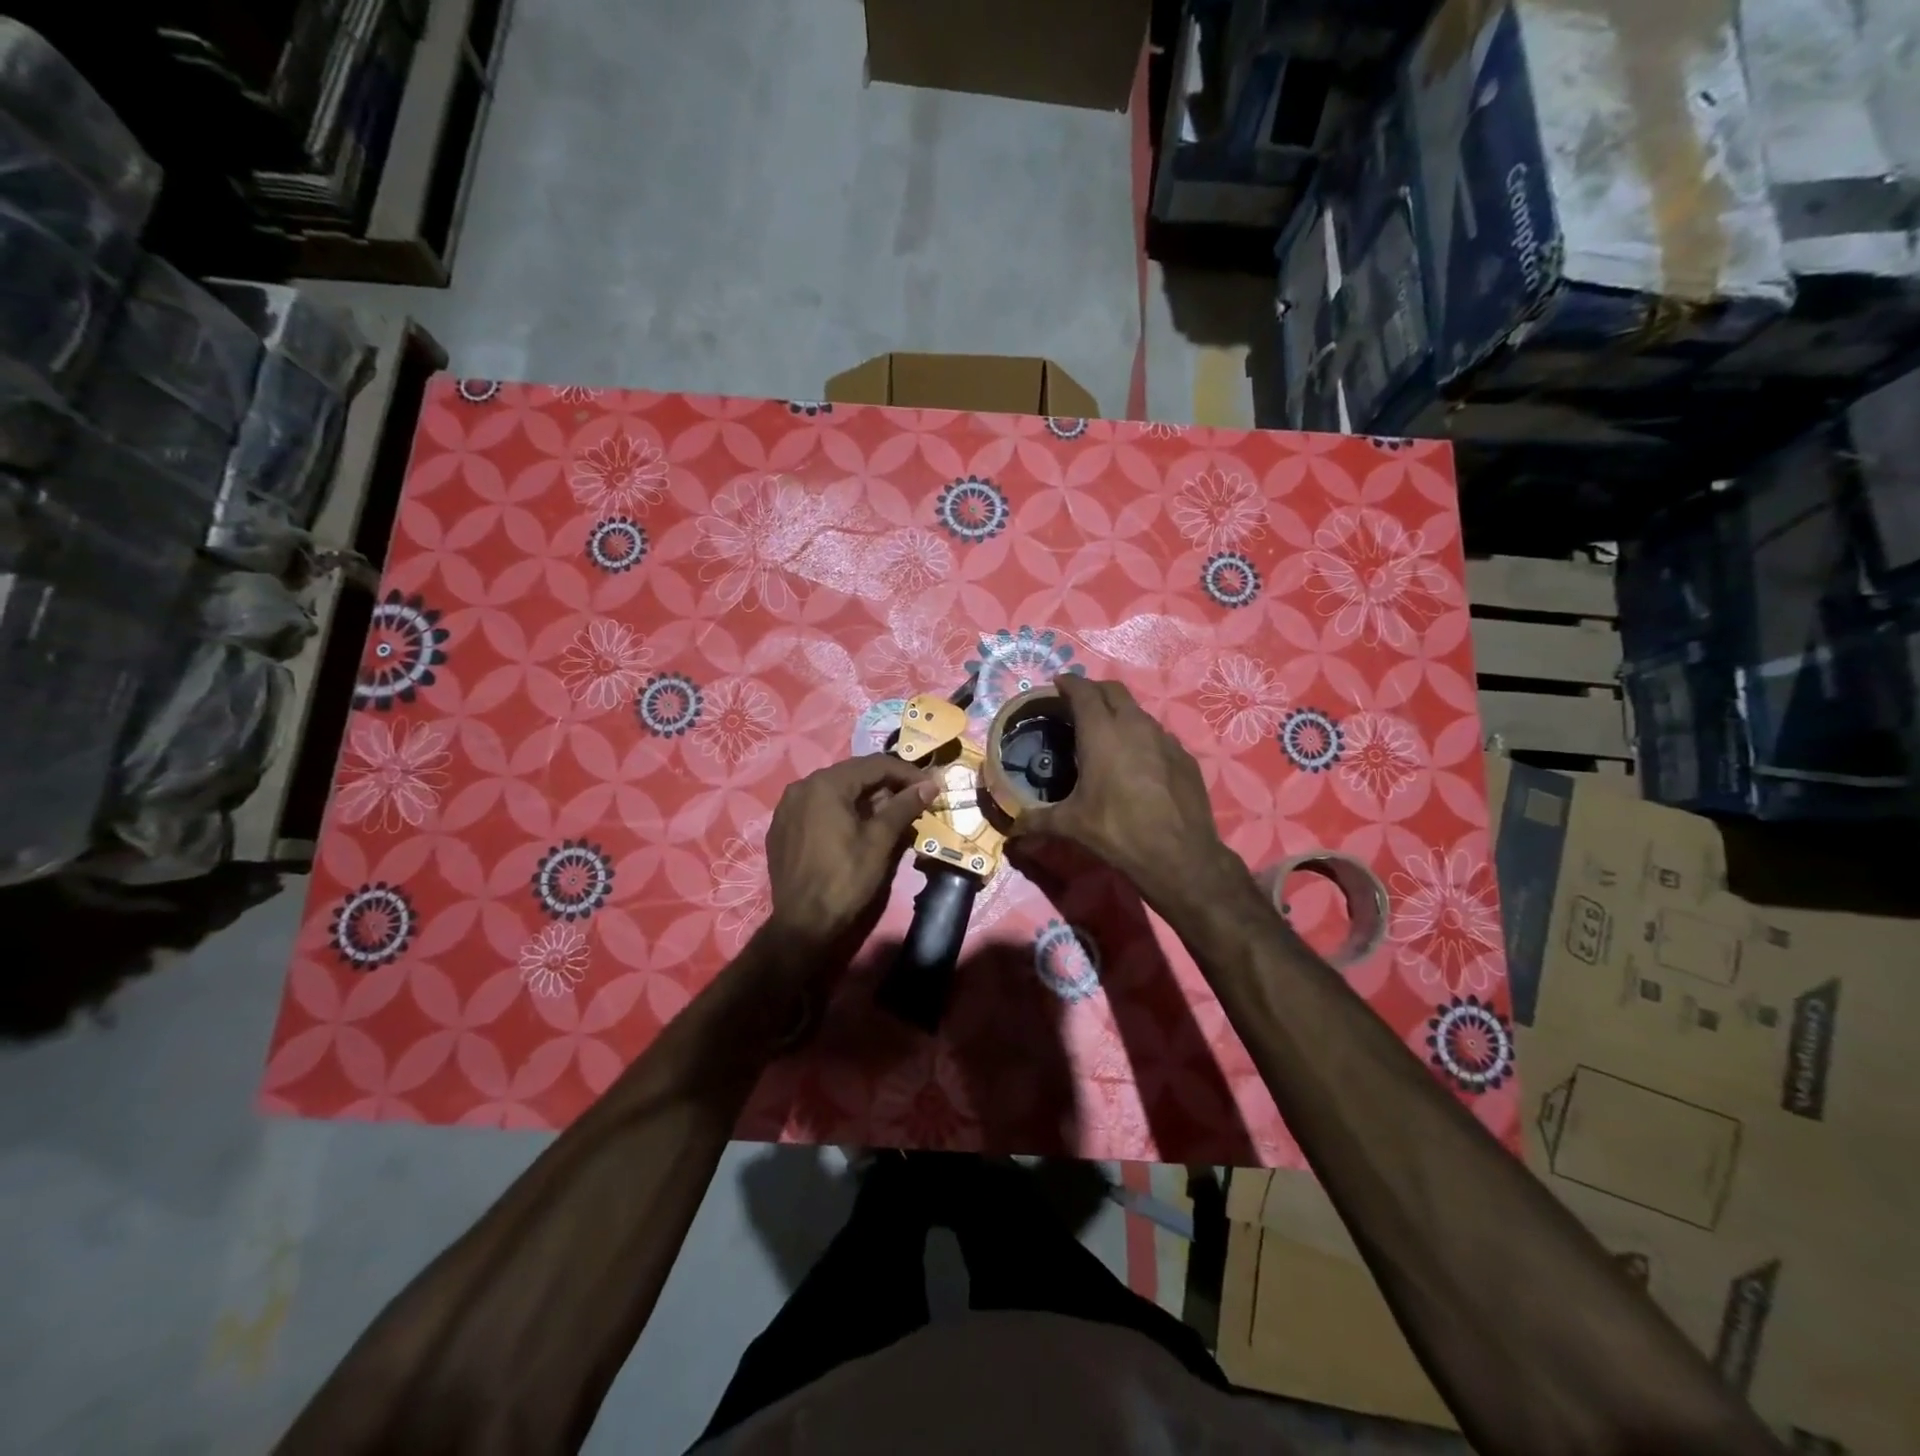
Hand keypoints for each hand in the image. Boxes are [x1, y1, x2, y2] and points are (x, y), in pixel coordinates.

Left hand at [762, 754, 938, 954]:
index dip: (907, 773)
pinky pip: (818, 808)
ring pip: (836, 791)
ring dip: (865, 798)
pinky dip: (842, 811)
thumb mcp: (880, 840)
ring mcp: (787, 807)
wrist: (803, 924)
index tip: (931, 786)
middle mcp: (802, 786)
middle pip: (853, 774)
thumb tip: (929, 784)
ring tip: (891, 815)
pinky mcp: (782, 828)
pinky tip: (858, 828)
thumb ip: (904, 806)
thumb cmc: (845, 878)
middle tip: (914, 799)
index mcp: (825, 784)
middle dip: (886, 784)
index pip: (874, 764)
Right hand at [1010, 675, 1244, 917]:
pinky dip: (1143, 737)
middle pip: (1114, 691)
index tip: (1059, 683)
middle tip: (1079, 703)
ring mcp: (1165, 739)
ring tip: (1107, 732)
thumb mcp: (1071, 826)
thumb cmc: (1117, 831)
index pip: (1084, 692)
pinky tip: (1138, 761)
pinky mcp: (1185, 757)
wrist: (1179, 855)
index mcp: (1102, 733)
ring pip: (1139, 712)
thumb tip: (1013, 830)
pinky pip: (1159, 736)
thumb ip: (1038, 821)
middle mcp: (1135, 726)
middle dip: (1095, 690)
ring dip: (1120, 713)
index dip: (1070, 683)